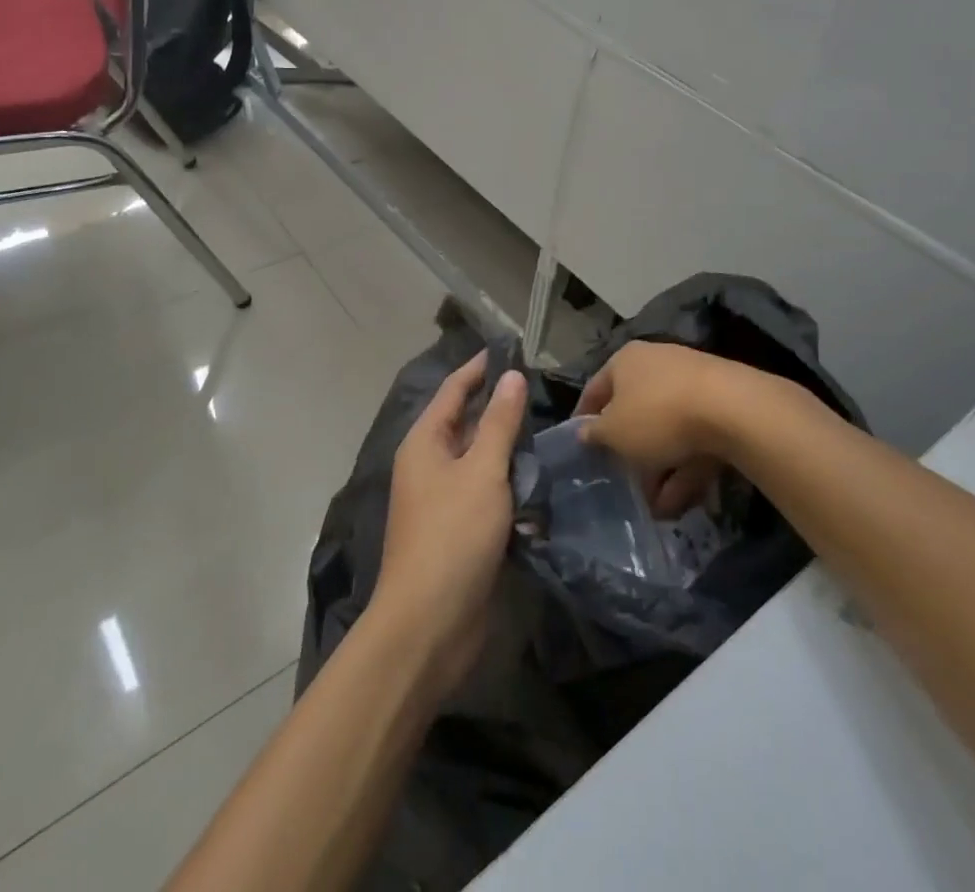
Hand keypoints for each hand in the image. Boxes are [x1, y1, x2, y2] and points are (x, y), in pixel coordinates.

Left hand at [371, 352, 527, 698]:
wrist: (429, 625)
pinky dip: (511, 493)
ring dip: (511, 455)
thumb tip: (511, 376)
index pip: (454, 390)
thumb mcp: (482, 471)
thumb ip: (499, 423)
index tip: (510, 349)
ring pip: (482, 463)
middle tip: (542, 395)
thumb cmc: (453, 535)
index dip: (480, 368)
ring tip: (549, 440)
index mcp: (425, 443)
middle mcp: (430, 466)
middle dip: (501, 412)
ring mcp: (444, 501)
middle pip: (468, 425)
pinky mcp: (461, 533)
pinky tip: (540, 494)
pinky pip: (489, 498)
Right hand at [576, 341, 740, 516]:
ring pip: (668, 430)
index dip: (584, 418)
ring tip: (656, 508)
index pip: (596, 389)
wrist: (733, 409)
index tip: (579, 446)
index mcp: (626, 360)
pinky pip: (695, 439)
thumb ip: (596, 434)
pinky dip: (686, 468)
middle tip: (622, 481)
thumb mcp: (615, 432)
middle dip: (630, 452)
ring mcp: (692, 384)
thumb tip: (585, 433)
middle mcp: (658, 364)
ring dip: (660, 470)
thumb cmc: (658, 415)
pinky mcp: (721, 406)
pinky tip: (680, 503)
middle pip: (636, 411)